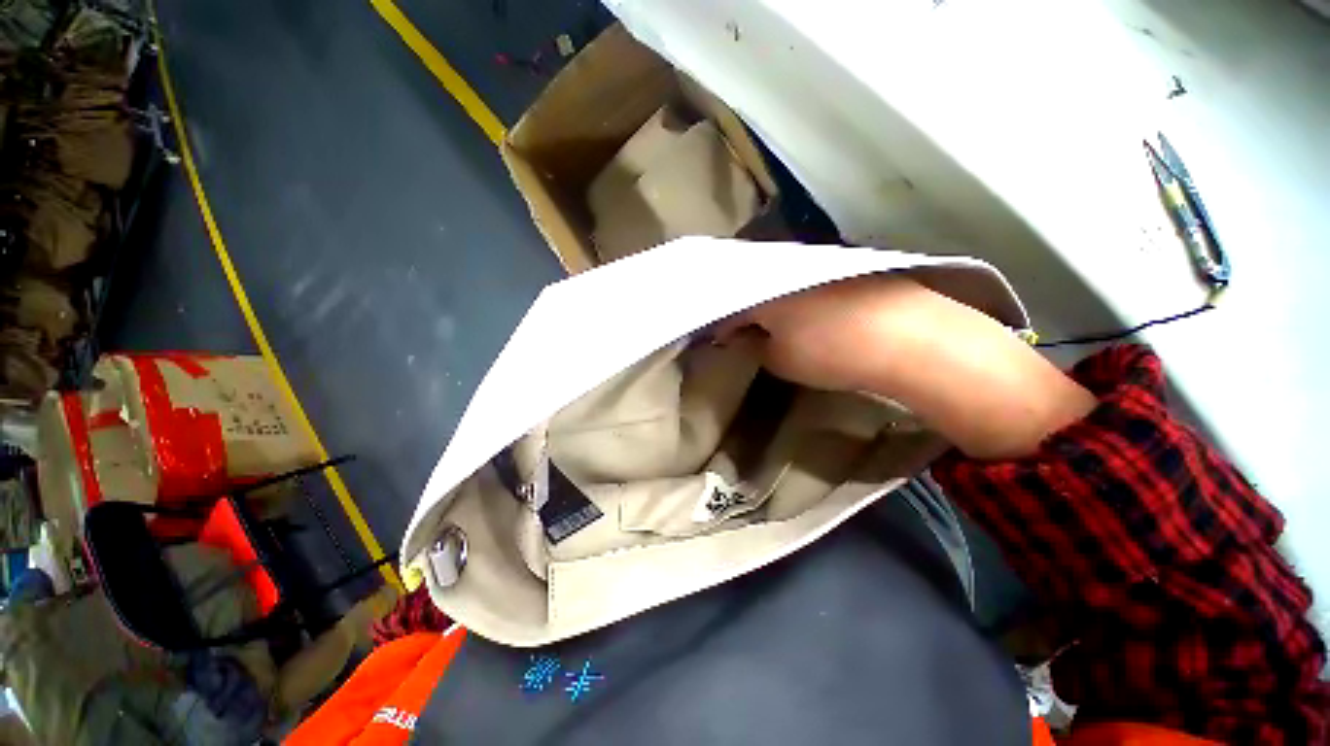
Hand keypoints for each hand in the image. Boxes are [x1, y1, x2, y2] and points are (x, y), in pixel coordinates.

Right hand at [715, 276, 931, 392]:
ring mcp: (818, 262)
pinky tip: (805, 310)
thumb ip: (752, 346)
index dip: (721, 324)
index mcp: (763, 288)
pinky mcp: (844, 266)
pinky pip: (807, 277)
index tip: (720, 339)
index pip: (729, 305)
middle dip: (745, 306)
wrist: (907, 336)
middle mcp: (786, 266)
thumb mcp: (779, 359)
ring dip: (771, 297)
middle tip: (744, 329)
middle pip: (753, 285)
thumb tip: (738, 336)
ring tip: (772, 320)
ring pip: (780, 278)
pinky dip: (798, 293)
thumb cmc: (829, 352)